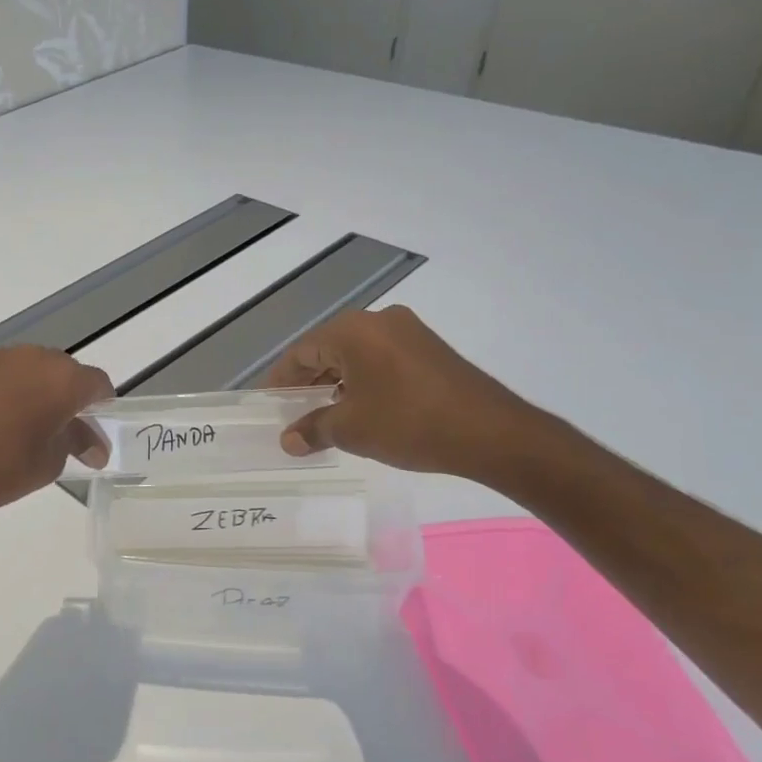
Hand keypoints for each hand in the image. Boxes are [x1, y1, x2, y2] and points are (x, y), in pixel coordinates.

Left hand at [0, 346, 113, 518]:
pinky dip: (6, 387)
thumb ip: (75, 441)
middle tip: (63, 427)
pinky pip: (0, 371)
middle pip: (63, 370)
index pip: (96, 383)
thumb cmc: (5, 469)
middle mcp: (34, 358)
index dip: (101, 404)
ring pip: (30, 367)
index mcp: (63, 380)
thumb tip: (92, 444)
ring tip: (26, 421)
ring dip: (36, 387)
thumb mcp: (52, 462)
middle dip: (68, 395)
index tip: (96, 428)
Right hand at [263, 306, 535, 478]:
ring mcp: (409, 332)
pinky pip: (382, 359)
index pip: (301, 352)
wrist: (492, 433)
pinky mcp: (430, 350)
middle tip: (292, 411)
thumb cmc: (408, 423)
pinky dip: (363, 381)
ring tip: (324, 414)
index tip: (269, 404)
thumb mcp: (351, 429)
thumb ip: (313, 429)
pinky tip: (361, 408)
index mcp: (352, 331)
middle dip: (308, 381)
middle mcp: (378, 321)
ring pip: (356, 354)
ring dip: (336, 382)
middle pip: (328, 349)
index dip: (280, 380)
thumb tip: (289, 440)